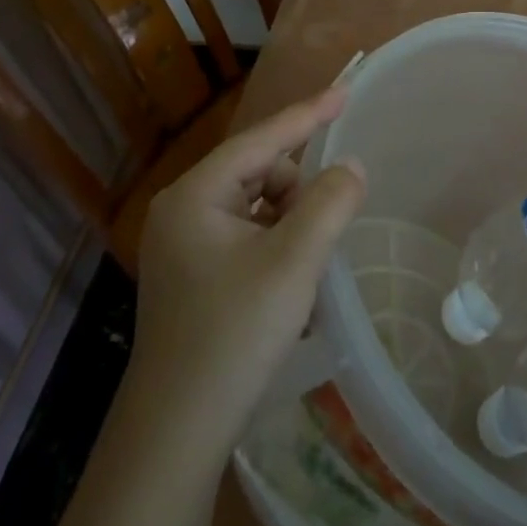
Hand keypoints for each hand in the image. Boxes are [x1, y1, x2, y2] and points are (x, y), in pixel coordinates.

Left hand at [132, 87, 365, 456]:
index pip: (261, 139)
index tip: (346, 90)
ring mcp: (184, 245)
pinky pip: (247, 236)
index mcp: (195, 196)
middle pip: (259, 172)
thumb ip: (330, 202)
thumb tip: (350, 166)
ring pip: (256, 206)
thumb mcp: (294, 262)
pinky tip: (289, 283)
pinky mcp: (193, 275)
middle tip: (322, 231)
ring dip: (290, 222)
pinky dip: (276, 245)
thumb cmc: (234, 335)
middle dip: (298, 191)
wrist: (175, 434)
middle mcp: (183, 211)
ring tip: (305, 267)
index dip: (308, 114)